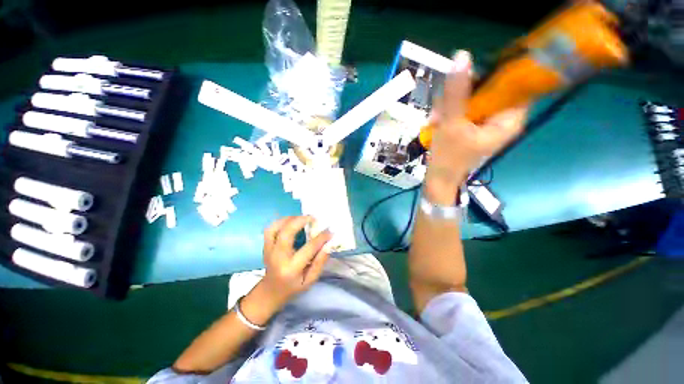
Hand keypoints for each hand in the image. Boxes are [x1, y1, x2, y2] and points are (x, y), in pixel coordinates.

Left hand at [259, 216, 332, 306]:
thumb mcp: (310, 280)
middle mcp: (278, 257)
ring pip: (275, 227)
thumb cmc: (293, 287)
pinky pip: (270, 228)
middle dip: (301, 221)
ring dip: (290, 219)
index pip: (308, 249)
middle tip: (313, 217)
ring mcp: (269, 250)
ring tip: (302, 218)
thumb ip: (320, 262)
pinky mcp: (265, 246)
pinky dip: (281, 221)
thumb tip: (329, 244)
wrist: (271, 292)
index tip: (330, 231)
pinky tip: (291, 221)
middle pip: (286, 233)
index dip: (321, 238)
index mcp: (291, 269)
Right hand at [427, 50, 528, 189]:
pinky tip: (436, 122)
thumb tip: (462, 56)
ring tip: (435, 119)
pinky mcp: (472, 126)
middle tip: (443, 107)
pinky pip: (464, 110)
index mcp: (509, 119)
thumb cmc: (448, 157)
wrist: (439, 180)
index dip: (495, 74)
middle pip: (490, 90)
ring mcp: (486, 123)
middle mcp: (501, 119)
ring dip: (451, 105)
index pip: (514, 84)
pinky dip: (449, 113)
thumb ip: (457, 92)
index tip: (471, 75)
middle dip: (462, 95)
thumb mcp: (452, 123)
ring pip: (473, 99)